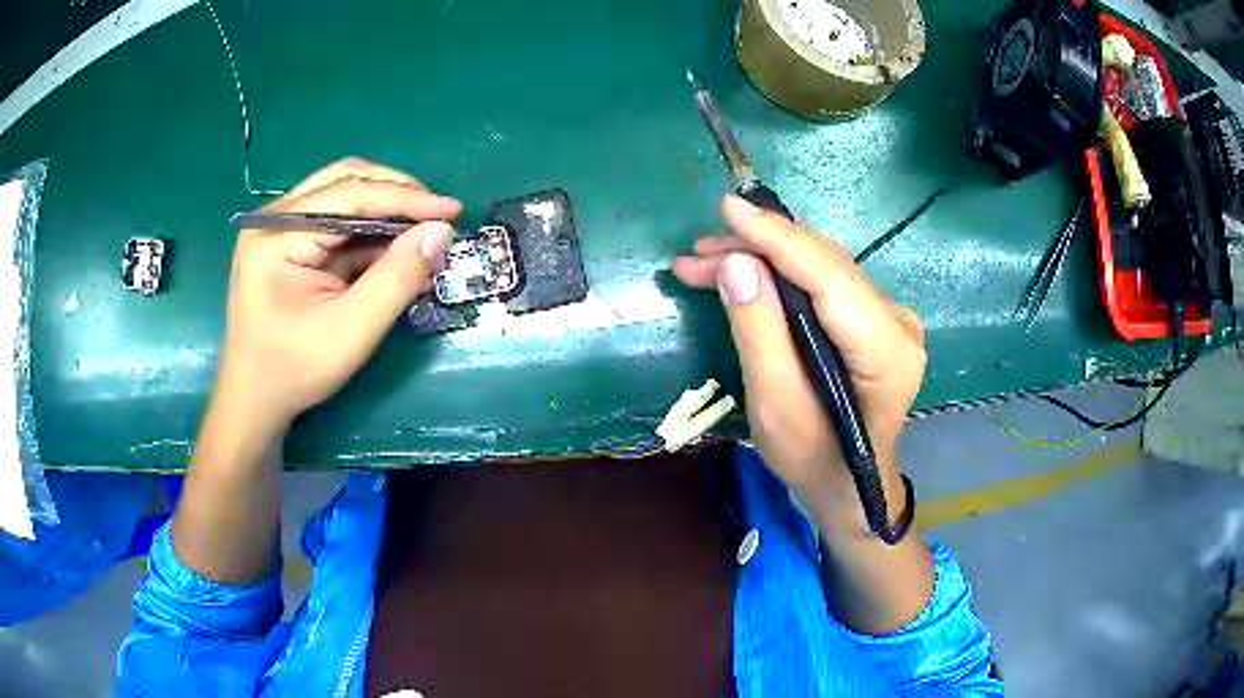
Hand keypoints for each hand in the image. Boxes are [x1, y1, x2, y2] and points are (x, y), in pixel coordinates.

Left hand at [217, 158, 461, 436]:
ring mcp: (279, 228)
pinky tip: (397, 250)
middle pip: (345, 180)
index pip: (349, 194)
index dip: (405, 198)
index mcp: (277, 235)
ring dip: (386, 210)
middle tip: (437, 216)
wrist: (254, 400)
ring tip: (423, 232)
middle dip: (396, 193)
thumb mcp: (351, 331)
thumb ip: (396, 279)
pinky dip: (370, 231)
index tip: (453, 211)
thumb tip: (441, 232)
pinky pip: (337, 221)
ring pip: (343, 194)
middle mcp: (274, 219)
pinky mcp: (289, 242)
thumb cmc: (295, 370)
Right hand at [672, 195, 926, 528]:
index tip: (728, 208)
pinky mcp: (872, 317)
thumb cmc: (814, 458)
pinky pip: (822, 281)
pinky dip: (779, 273)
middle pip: (823, 265)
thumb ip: (759, 333)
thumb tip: (737, 262)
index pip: (830, 277)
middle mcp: (897, 322)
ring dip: (761, 258)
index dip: (778, 238)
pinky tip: (742, 273)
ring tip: (704, 263)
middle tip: (696, 254)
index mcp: (887, 351)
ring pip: (819, 267)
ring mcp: (889, 316)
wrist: (848, 484)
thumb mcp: (776, 406)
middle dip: (757, 248)